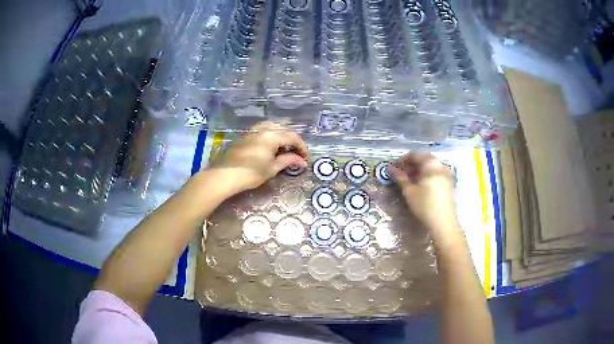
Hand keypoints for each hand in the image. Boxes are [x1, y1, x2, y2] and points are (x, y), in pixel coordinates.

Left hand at [210, 122, 308, 193]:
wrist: (225, 175)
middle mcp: (264, 129)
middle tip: (296, 154)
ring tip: (283, 149)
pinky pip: (263, 130)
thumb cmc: (251, 173)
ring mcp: (253, 130)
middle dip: (292, 141)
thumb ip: (288, 161)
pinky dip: (271, 135)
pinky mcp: (246, 135)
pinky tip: (270, 147)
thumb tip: (302, 161)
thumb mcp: (272, 168)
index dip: (302, 147)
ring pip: (273, 127)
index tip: (305, 158)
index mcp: (272, 135)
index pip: (293, 137)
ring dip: (281, 136)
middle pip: (284, 129)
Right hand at [388, 152, 457, 230]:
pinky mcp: (449, 182)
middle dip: (411, 165)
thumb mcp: (409, 191)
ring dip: (419, 170)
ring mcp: (446, 173)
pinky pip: (436, 173)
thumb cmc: (424, 205)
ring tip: (410, 180)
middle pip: (424, 159)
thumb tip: (390, 168)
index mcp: (431, 164)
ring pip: (430, 166)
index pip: (415, 155)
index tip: (394, 168)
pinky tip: (421, 185)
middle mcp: (440, 165)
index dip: (403, 160)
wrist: (443, 222)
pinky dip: (427, 175)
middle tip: (401, 174)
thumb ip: (400, 177)